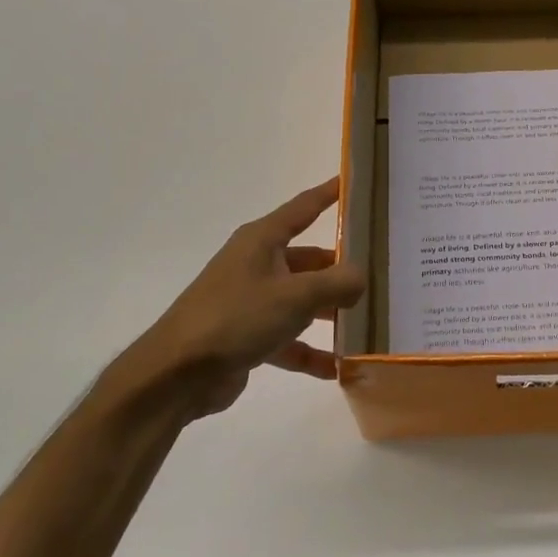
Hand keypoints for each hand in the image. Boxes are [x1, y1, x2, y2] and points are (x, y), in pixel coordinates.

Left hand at [96, 179, 366, 422]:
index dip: (329, 194)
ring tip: (367, 323)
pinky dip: (310, 351)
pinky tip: (337, 368)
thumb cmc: (236, 318)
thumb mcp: (295, 296)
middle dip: (341, 269)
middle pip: (310, 260)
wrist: (176, 374)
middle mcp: (257, 264)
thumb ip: (337, 283)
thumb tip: (362, 276)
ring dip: (329, 313)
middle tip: (381, 274)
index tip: (354, 182)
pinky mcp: (247, 336)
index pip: (304, 207)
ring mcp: (251, 301)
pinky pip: (289, 339)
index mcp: (262, 241)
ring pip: (302, 301)